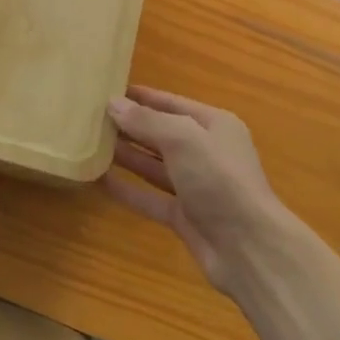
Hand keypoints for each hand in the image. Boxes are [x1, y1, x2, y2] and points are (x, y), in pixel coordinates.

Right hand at [104, 87, 287, 291]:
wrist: (249, 249)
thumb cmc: (219, 180)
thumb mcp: (184, 140)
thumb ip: (147, 122)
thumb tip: (113, 104)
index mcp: (215, 125)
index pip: (172, 104)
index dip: (142, 97)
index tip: (109, 91)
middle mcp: (206, 152)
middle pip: (162, 134)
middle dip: (130, 126)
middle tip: (91, 118)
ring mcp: (195, 186)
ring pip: (154, 165)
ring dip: (126, 155)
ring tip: (90, 144)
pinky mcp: (184, 216)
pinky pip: (150, 197)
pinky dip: (127, 189)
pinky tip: (99, 180)